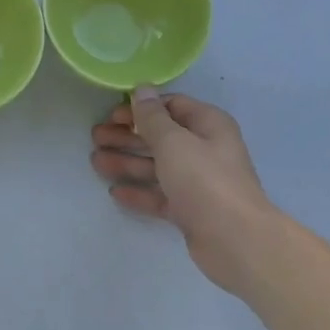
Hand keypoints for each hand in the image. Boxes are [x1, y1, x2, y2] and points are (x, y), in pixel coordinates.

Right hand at [91, 88, 277, 293]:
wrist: (235, 239)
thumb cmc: (204, 180)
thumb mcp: (173, 142)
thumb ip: (152, 117)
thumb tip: (142, 90)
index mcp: (208, 125)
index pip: (171, 106)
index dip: (140, 108)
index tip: (111, 115)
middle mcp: (205, 149)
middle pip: (161, 137)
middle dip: (127, 136)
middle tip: (95, 137)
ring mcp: (198, 181)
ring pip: (157, 166)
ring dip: (127, 162)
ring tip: (96, 162)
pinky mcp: (191, 209)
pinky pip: (160, 194)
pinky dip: (139, 191)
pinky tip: (115, 192)